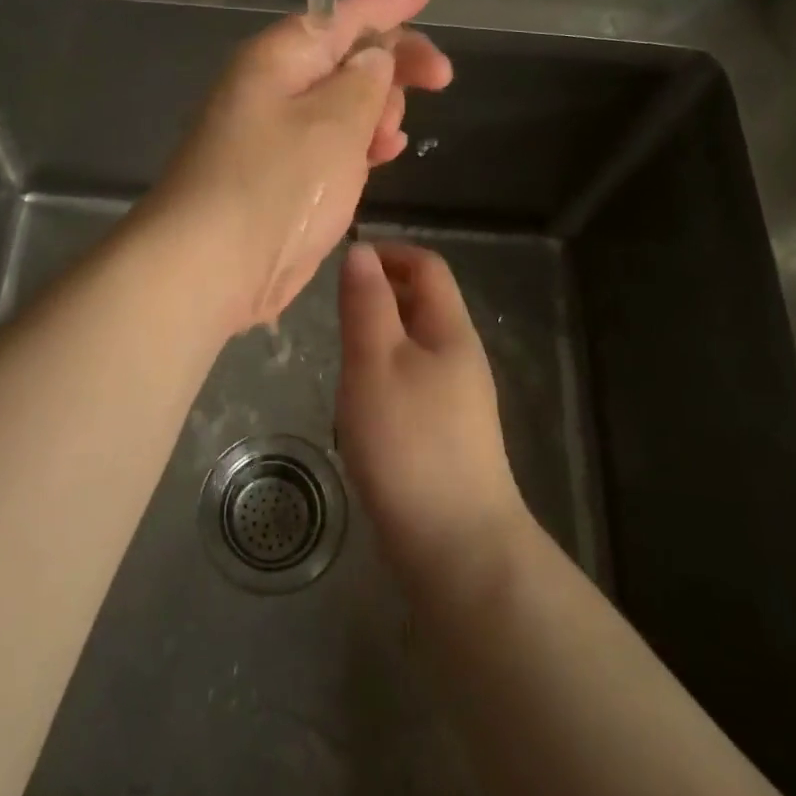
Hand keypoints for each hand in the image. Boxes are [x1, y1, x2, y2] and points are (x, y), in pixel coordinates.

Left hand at [147, 0, 451, 332]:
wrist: (209, 266)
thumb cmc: (275, 184)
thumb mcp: (334, 123)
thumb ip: (364, 82)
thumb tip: (375, 56)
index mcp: (278, 59)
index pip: (341, 15)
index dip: (388, 3)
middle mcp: (271, 89)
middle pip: (343, 58)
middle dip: (393, 64)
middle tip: (440, 80)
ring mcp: (272, 135)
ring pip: (340, 103)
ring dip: (378, 110)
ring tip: (398, 133)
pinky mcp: (279, 177)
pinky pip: (331, 143)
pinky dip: (361, 144)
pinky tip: (385, 153)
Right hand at [336, 241, 527, 582]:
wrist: (455, 544)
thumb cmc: (408, 441)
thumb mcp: (375, 362)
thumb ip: (366, 304)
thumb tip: (361, 251)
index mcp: (450, 330)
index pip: (427, 266)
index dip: (389, 253)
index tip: (344, 263)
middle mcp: (461, 356)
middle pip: (423, 303)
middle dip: (380, 292)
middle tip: (334, 308)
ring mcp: (458, 398)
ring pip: (415, 344)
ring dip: (379, 334)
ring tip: (341, 351)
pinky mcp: (446, 433)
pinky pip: (413, 380)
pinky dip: (384, 372)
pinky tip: (361, 400)